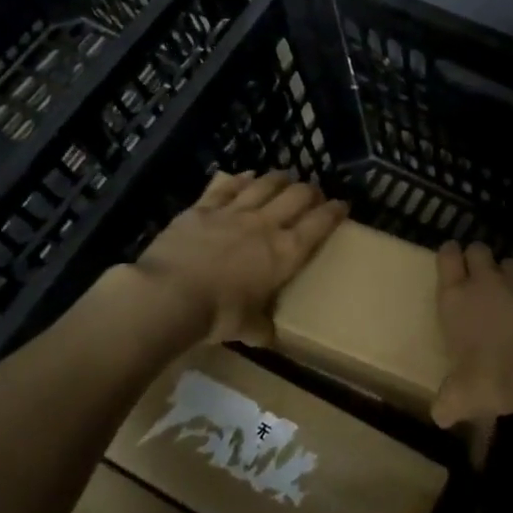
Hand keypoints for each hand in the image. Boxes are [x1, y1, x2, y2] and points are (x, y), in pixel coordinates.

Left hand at [129, 171, 348, 343]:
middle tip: (313, 193)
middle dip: (310, 191)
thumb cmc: (217, 315)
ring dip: (279, 178)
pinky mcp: (203, 208)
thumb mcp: (246, 328)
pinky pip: (227, 186)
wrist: (169, 295)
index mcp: (285, 253)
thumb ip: (261, 328)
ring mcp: (233, 212)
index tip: (343, 205)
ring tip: (285, 177)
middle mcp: (265, 225)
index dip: (334, 212)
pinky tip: (246, 176)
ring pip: (265, 184)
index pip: (319, 224)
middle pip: (296, 196)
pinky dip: (240, 179)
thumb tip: (268, 337)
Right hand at [433, 243, 512, 425]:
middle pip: (478, 250)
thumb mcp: (462, 398)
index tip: (452, 260)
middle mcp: (486, 281)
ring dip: (508, 276)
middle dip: (477, 259)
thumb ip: (448, 403)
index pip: (447, 258)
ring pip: (510, 263)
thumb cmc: (495, 376)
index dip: (449, 255)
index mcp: (456, 300)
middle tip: (480, 279)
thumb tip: (440, 416)